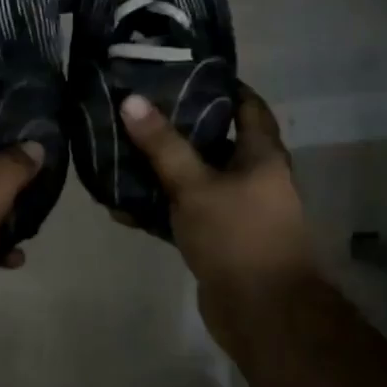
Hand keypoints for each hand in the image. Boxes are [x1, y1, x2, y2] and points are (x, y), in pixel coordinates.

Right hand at [119, 85, 315, 350]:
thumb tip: (131, 100)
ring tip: (122, 151)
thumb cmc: (238, 236)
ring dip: (164, 169)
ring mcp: (238, 210)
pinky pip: (187, 212)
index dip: (222, 85)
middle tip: (140, 108)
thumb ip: (163, 145)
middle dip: (180, 125)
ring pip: (197, 178)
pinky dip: (160, 207)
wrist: (264, 315)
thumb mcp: (195, 185)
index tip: (184, 71)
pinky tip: (122, 206)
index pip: (248, 105)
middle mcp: (254, 177)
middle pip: (217, 140)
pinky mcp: (220, 240)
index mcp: (262, 155)